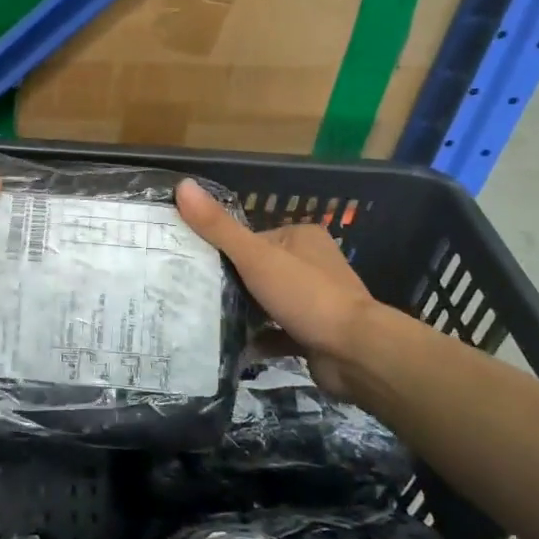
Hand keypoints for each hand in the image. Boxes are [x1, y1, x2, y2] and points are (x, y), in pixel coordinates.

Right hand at [176, 179, 382, 391]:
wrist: (356, 353)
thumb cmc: (306, 295)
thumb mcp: (255, 257)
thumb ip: (218, 227)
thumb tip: (182, 185)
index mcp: (301, 237)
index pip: (252, 238)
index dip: (224, 252)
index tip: (194, 265)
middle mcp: (312, 264)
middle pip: (259, 269)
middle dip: (233, 283)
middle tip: (195, 294)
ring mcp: (316, 300)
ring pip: (269, 301)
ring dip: (245, 311)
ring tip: (207, 318)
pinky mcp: (316, 332)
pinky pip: (279, 332)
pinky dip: (260, 339)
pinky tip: (234, 346)